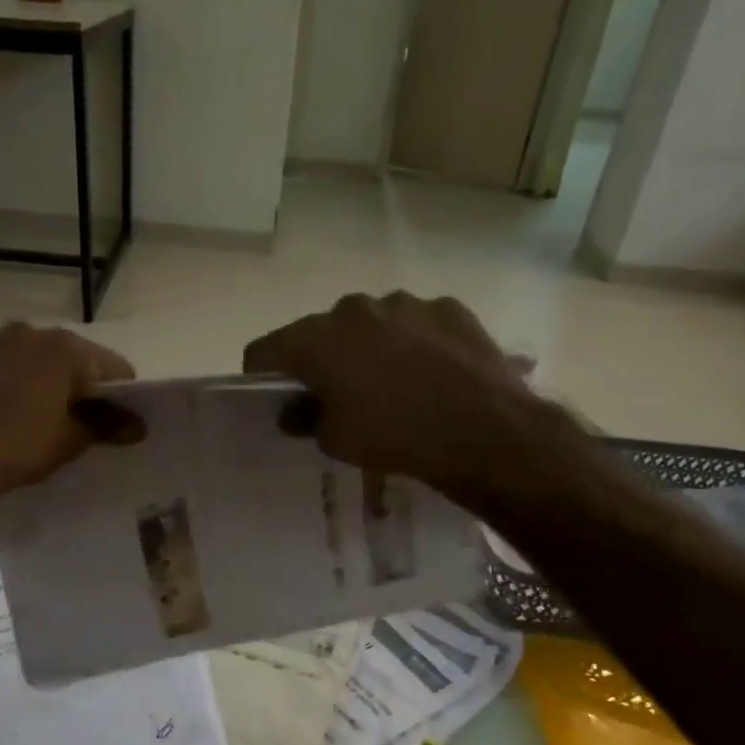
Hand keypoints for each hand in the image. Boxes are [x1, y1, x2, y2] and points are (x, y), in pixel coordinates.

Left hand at [0, 323, 138, 512]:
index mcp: (62, 349)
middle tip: (69, 423)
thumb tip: (137, 424)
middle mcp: (24, 331)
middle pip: (65, 357)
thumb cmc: (10, 451)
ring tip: (21, 417)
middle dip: (72, 386)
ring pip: (20, 356)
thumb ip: (106, 427)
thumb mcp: (66, 444)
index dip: (121, 396)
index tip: (117, 423)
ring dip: (29, 379)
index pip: (112, 367)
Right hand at [242, 292, 552, 500]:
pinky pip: (416, 325)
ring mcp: (406, 303)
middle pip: (321, 332)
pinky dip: (414, 344)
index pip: (265, 349)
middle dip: (321, 360)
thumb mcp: (336, 441)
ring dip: (370, 348)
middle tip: (336, 394)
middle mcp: (355, 309)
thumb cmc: (393, 437)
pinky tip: (432, 375)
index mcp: (316, 338)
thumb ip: (306, 419)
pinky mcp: (448, 307)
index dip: (261, 374)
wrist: (484, 430)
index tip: (271, 395)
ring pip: (371, 324)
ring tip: (392, 385)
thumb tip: (295, 412)